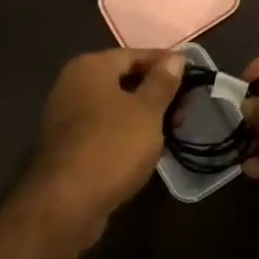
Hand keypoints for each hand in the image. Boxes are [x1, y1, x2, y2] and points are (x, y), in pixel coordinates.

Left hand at [27, 49, 184, 232]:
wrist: (67, 203)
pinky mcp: (67, 145)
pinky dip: (125, 132)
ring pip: (114, 106)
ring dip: (143, 115)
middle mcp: (73, 84)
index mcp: (90, 67)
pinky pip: (103, 128)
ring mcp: (66, 115)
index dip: (166, 63)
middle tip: (185, 109)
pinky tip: (146, 148)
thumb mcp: (148, 111)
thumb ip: (162, 82)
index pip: (135, 54)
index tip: (192, 75)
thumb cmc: (113, 146)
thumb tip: (175, 58)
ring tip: (172, 130)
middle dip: (156, 92)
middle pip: (123, 79)